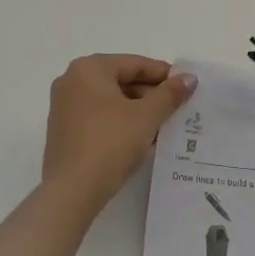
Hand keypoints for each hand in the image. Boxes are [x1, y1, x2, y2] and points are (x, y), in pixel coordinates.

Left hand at [41, 55, 195, 213]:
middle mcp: (72, 81)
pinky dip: (121, 123)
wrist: (72, 191)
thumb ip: (170, 94)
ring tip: (164, 125)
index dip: (164, 75)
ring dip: (139, 111)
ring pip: (111, 101)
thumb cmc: (110, 142)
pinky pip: (100, 117)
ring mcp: (64, 107)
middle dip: (151, 95)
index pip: (135, 64)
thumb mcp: (147, 116)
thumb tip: (189, 78)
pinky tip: (142, 139)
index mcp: (89, 68)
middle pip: (122, 80)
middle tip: (178, 108)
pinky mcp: (64, 131)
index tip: (186, 88)